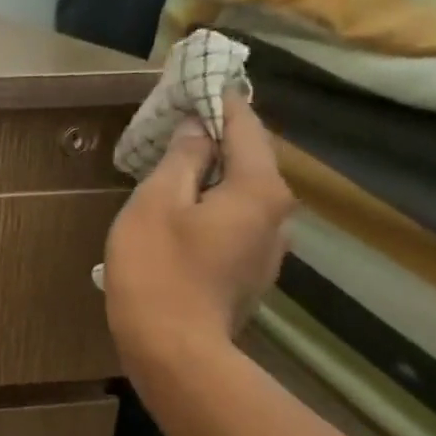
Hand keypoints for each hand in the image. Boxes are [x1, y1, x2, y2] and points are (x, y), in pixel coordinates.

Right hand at [102, 96, 293, 371]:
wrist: (173, 352)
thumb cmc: (158, 269)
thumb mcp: (156, 202)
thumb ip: (182, 158)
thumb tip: (198, 129)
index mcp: (260, 188)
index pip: (246, 126)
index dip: (221, 101)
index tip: (199, 83)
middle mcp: (278, 215)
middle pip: (250, 161)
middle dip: (216, 141)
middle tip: (177, 128)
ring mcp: (269, 250)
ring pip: (243, 197)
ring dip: (214, 179)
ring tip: (175, 174)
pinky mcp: (252, 276)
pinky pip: (236, 225)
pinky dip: (214, 211)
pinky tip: (183, 220)